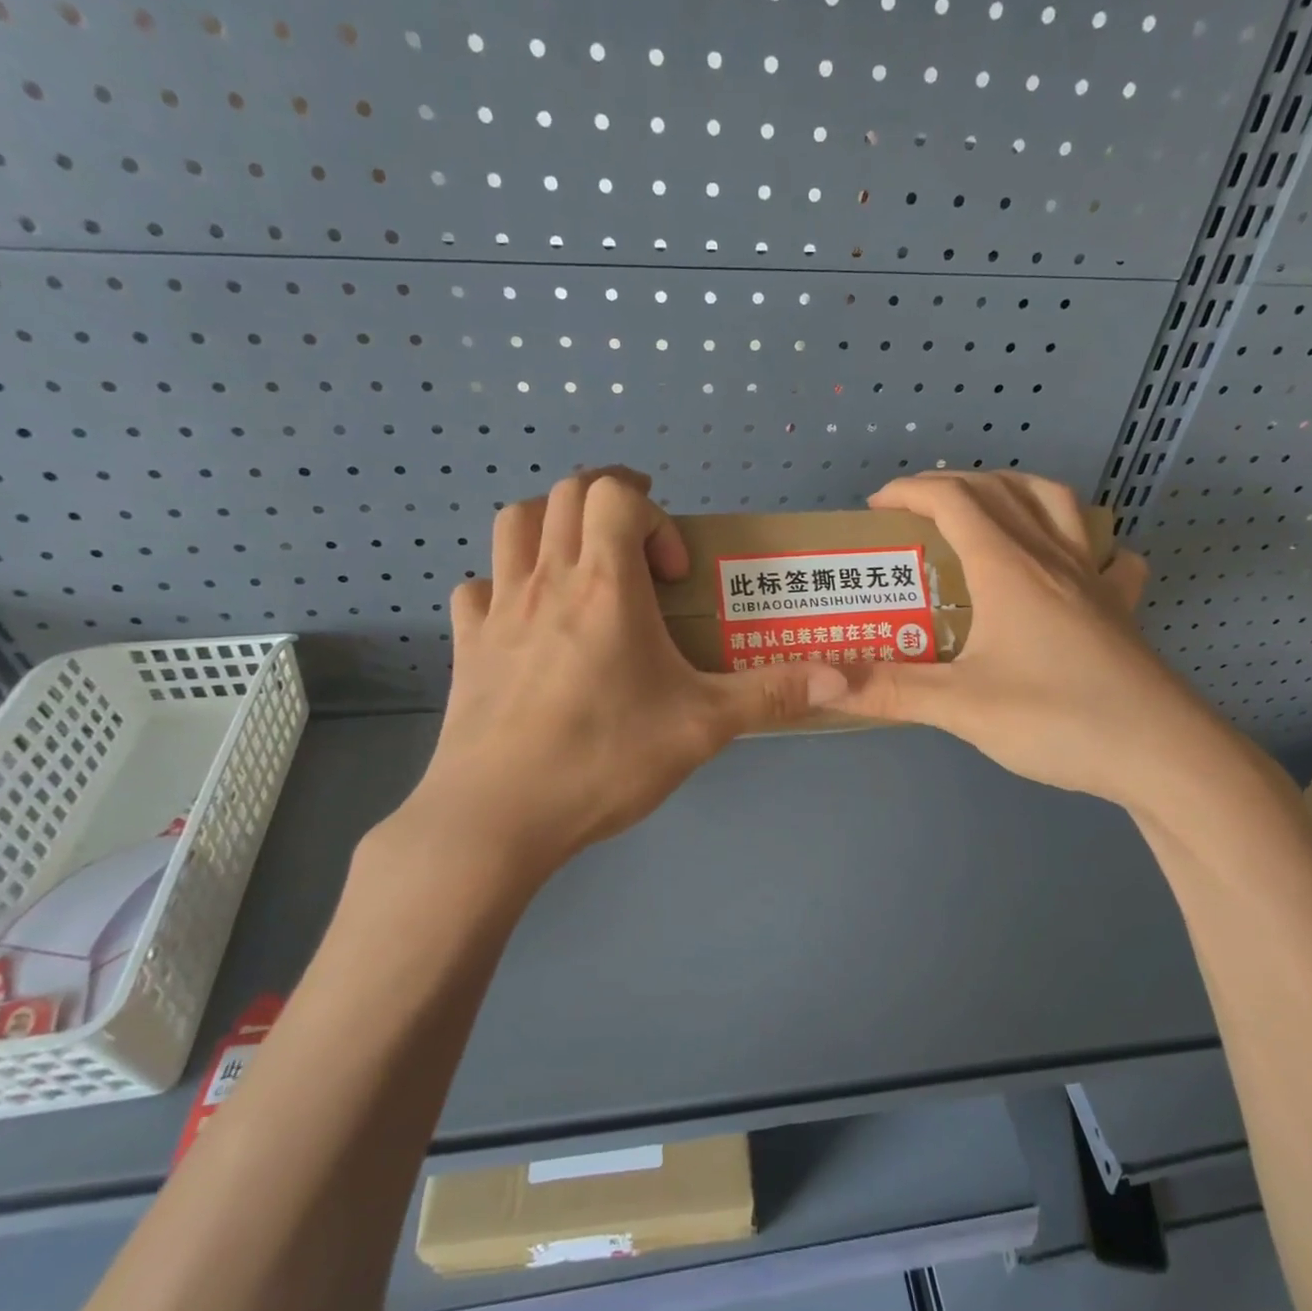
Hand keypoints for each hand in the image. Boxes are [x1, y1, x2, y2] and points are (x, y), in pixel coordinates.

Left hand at [372, 469, 847, 891]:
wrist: (498, 818)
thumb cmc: (605, 759)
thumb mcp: (702, 727)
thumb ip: (771, 694)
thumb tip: (844, 677)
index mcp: (605, 584)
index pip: (616, 493)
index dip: (653, 515)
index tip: (673, 573)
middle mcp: (546, 580)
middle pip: (566, 493)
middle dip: (609, 501)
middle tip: (639, 545)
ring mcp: (497, 609)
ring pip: (515, 524)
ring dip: (553, 524)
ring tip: (584, 565)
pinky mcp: (467, 646)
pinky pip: (478, 587)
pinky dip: (505, 584)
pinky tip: (526, 622)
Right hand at [837, 470, 1226, 808]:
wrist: (1163, 754)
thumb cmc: (1057, 719)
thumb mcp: (961, 708)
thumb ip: (890, 690)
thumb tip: (822, 684)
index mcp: (1009, 568)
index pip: (954, 500)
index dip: (911, 492)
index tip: (876, 507)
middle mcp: (1052, 558)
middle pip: (1001, 490)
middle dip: (951, 485)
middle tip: (916, 512)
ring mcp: (1094, 579)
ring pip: (1056, 504)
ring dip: (1013, 490)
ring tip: (986, 510)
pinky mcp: (1121, 607)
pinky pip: (1105, 553)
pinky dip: (1082, 540)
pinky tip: (1072, 562)